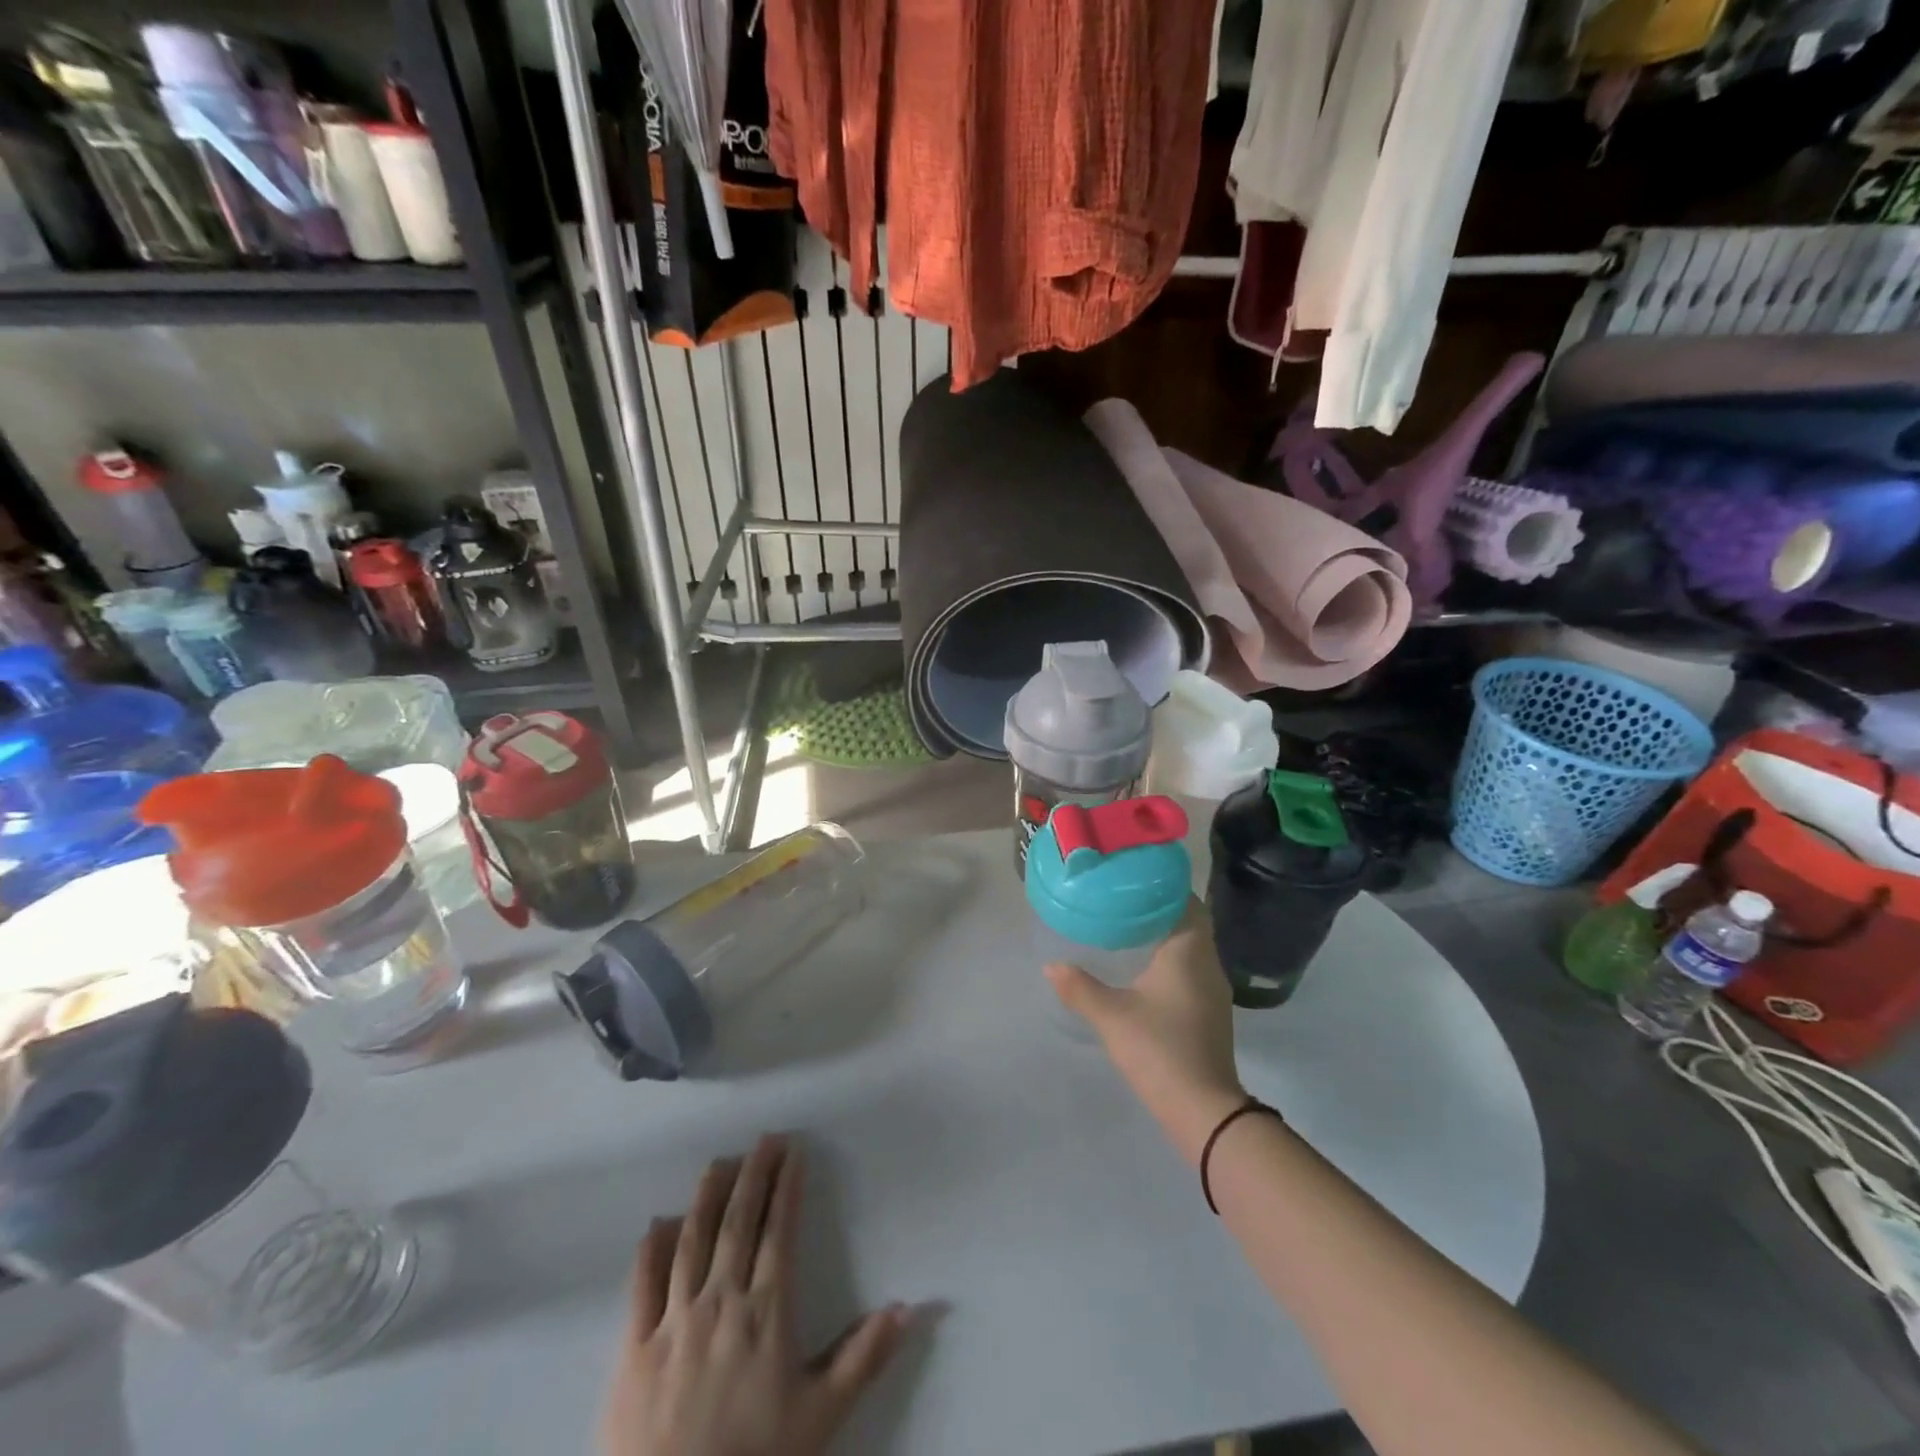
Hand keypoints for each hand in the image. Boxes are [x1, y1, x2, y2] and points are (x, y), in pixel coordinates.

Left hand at [601, 1135, 912, 1455]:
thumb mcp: (821, 1416)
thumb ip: (864, 1356)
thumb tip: (909, 1306)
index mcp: (766, 1311)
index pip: (778, 1230)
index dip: (787, 1187)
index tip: (794, 1152)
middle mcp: (720, 1300)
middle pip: (738, 1222)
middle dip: (754, 1174)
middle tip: (766, 1138)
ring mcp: (674, 1320)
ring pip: (692, 1239)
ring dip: (708, 1195)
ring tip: (721, 1162)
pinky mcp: (634, 1347)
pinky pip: (643, 1284)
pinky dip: (653, 1248)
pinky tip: (661, 1222)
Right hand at [1045, 899, 1246, 1164]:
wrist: (1203, 1109)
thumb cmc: (1159, 1048)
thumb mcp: (1111, 1016)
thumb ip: (1079, 987)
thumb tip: (1051, 966)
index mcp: (1189, 951)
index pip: (1186, 902)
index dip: (1164, 887)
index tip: (1133, 878)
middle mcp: (1208, 962)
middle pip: (1189, 922)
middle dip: (1159, 909)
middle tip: (1122, 901)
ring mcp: (1213, 989)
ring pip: (1192, 947)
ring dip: (1166, 935)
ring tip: (1128, 928)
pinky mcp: (1211, 1011)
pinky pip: (1192, 968)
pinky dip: (1171, 959)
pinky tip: (1144, 969)